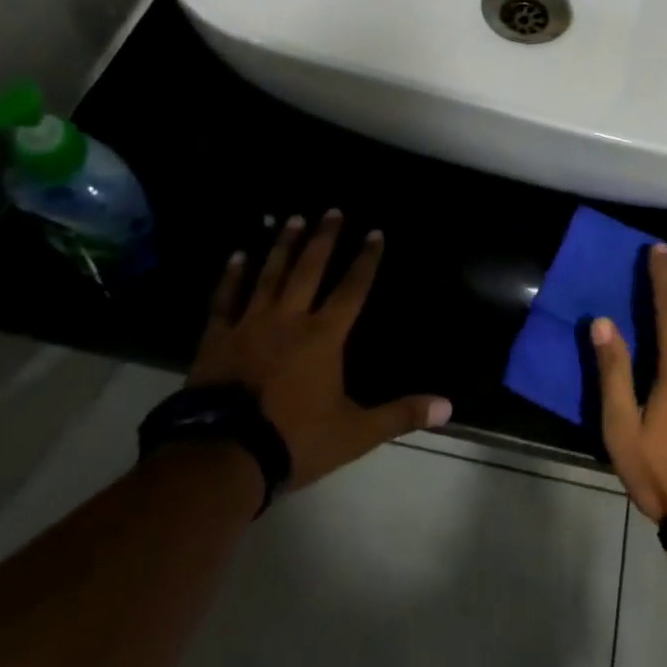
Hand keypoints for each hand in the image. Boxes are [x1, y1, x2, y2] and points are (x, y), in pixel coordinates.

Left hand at [187, 210, 451, 490]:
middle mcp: (289, 319)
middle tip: (332, 210)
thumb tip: (448, 406)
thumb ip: (401, 414)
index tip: (375, 232)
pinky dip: (232, 276)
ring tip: (293, 219)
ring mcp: (250, 325)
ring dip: (284, 245)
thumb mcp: (355, 433)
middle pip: (310, 269)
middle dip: (324, 239)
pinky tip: (238, 255)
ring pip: (270, 275)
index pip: (352, 288)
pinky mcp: (218, 338)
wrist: (223, 456)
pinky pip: (226, 299)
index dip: (366, 260)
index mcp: (324, 336)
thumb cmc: (294, 440)